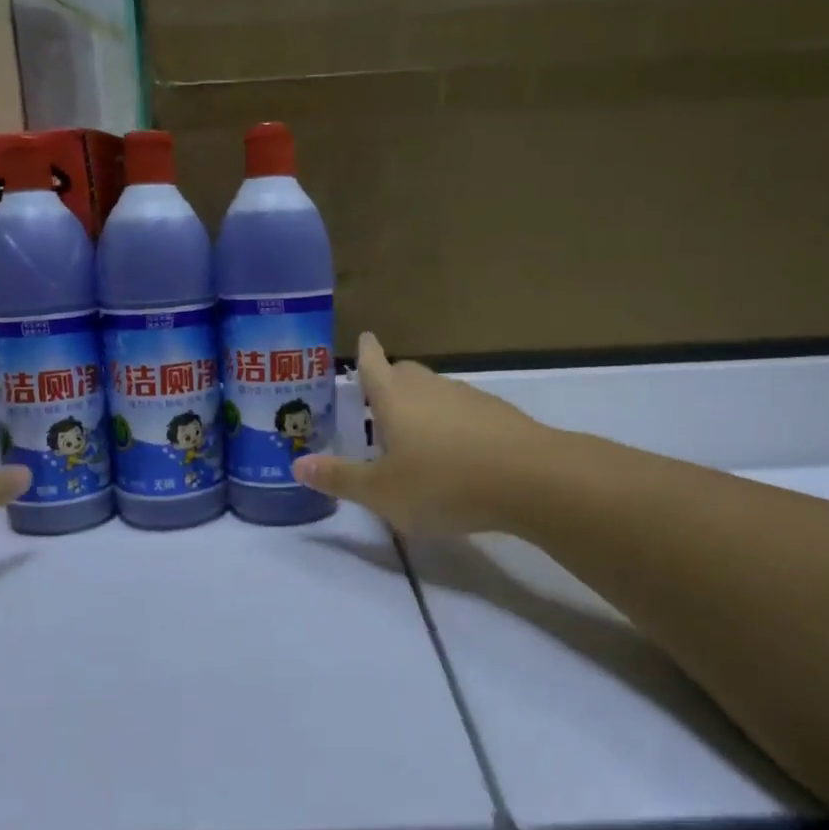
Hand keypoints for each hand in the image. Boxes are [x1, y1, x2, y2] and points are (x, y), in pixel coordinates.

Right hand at [292, 333, 546, 533]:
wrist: (531, 479)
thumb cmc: (443, 482)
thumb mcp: (381, 492)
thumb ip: (339, 478)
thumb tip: (297, 463)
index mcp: (395, 399)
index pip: (373, 365)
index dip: (365, 352)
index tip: (364, 337)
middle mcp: (431, 389)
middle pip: (406, 372)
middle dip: (390, 377)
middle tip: (379, 396)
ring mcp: (469, 398)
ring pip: (437, 391)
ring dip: (422, 403)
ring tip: (415, 432)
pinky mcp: (499, 415)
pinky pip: (465, 410)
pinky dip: (453, 422)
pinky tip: (457, 451)